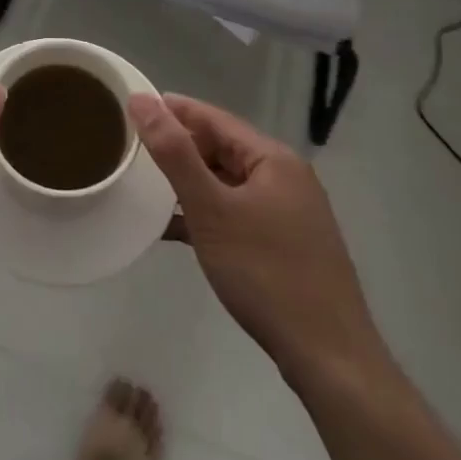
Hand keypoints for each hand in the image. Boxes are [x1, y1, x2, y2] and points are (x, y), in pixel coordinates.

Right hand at [130, 94, 384, 379]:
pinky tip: (174, 228)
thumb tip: (142, 100)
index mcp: (272, 158)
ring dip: (189, 184)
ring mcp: (289, 213)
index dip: (172, 110)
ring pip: (228, 183)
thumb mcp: (211, 209)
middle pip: (222, 148)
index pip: (213, 118)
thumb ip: (175, 153)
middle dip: (179, 148)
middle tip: (132, 150)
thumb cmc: (266, 273)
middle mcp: (285, 177)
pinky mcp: (286, 245)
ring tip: (145, 185)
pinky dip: (207, 214)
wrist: (330, 359)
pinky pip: (237, 213)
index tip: (130, 107)